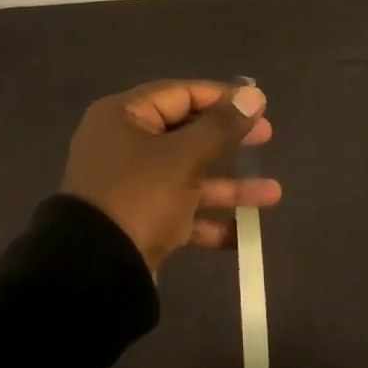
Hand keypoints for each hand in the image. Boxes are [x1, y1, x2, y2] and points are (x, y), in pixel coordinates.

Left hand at [61, 79, 279, 270]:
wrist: (94, 273)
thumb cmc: (139, 197)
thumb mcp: (183, 158)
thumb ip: (220, 127)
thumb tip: (254, 95)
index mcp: (123, 116)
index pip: (179, 94)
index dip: (220, 97)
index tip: (258, 105)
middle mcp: (124, 145)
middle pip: (185, 134)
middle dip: (229, 141)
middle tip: (268, 138)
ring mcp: (130, 185)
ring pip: (188, 176)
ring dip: (228, 186)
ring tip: (273, 194)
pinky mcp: (138, 221)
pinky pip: (180, 212)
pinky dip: (208, 220)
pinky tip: (243, 234)